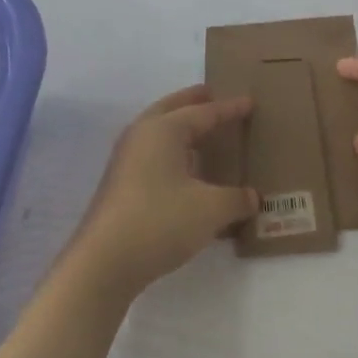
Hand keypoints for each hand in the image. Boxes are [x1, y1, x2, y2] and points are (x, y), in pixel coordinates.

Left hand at [66, 86, 256, 295]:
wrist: (105, 262)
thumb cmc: (161, 221)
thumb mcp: (211, 209)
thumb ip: (236, 199)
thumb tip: (253, 197)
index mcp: (163, 130)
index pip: (203, 113)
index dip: (228, 109)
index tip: (249, 102)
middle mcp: (141, 137)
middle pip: (170, 110)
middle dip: (192, 103)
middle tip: (212, 94)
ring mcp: (126, 162)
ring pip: (158, 133)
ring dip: (179, 129)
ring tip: (202, 133)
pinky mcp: (121, 186)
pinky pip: (153, 156)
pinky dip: (172, 154)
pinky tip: (186, 173)